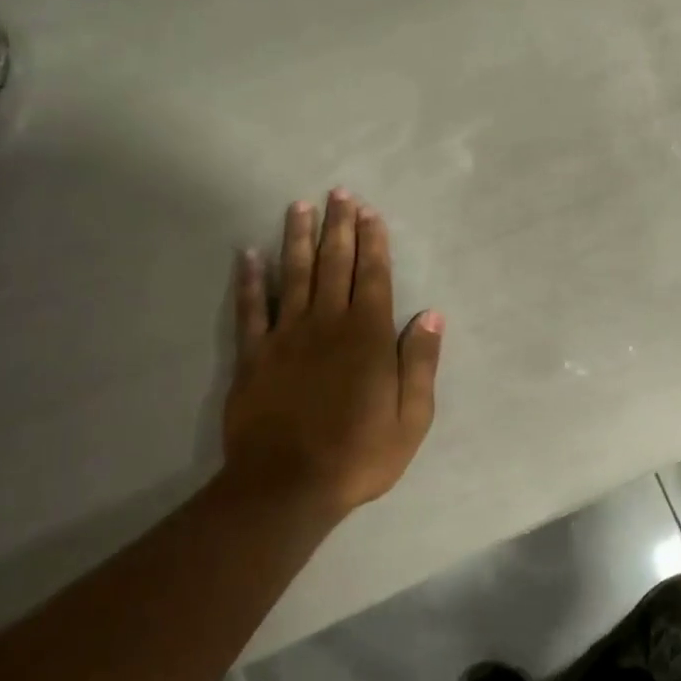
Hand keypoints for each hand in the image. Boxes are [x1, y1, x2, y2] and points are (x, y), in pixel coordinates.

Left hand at [224, 190, 443, 517]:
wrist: (287, 487)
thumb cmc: (358, 455)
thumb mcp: (411, 418)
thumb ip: (421, 363)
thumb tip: (432, 315)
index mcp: (368, 337)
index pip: (374, 277)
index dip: (373, 243)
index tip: (370, 213)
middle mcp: (328, 325)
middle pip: (335, 265)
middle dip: (339, 227)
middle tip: (339, 193)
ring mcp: (286, 337)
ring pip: (294, 275)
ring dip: (297, 239)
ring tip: (299, 207)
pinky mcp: (253, 356)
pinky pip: (251, 310)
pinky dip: (249, 280)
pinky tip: (248, 254)